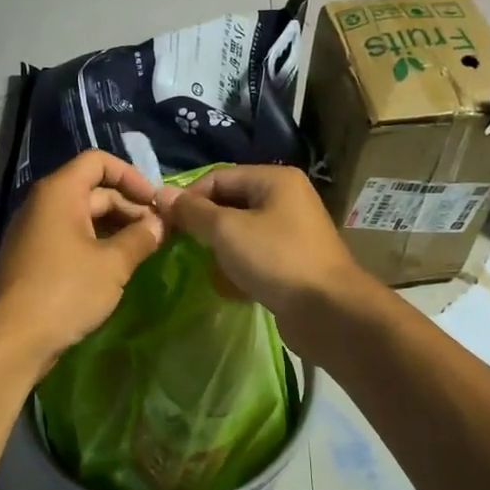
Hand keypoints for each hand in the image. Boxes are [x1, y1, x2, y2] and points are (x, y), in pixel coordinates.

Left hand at [0, 150, 164, 376]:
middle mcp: (44, 204)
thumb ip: (141, 238)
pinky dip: (98, 245)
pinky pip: (73, 239)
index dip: (131, 176)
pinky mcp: (36, 259)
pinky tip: (119, 268)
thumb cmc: (64, 292)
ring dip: (117, 229)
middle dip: (130, 207)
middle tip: (161, 233)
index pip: (98, 161)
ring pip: (85, 217)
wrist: (10, 341)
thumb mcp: (112, 264)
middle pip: (94, 190)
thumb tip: (160, 223)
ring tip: (146, 251)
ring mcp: (37, 232)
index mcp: (59, 192)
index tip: (156, 202)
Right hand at [154, 166, 368, 351]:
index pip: (218, 177)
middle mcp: (286, 199)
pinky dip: (238, 268)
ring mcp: (291, 232)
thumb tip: (162, 194)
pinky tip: (229, 287)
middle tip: (180, 245)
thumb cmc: (275, 259)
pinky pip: (254, 256)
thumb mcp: (226, 230)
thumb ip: (193, 211)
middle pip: (230, 204)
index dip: (189, 197)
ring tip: (206, 268)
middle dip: (204, 226)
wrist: (328, 311)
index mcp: (274, 180)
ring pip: (240, 233)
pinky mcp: (292, 262)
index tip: (165, 222)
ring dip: (220, 250)